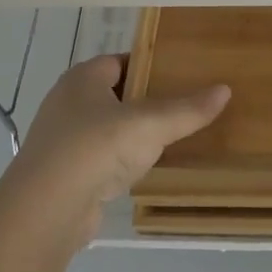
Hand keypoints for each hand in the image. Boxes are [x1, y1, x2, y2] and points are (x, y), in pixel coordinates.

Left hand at [0, 56, 229, 244]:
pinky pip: (102, 158)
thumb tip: (225, 89)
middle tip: (185, 102)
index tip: (182, 72)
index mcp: (82, 79)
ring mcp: (63, 140)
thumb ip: (188, 109)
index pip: (120, 61)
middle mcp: (68, 103)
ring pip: (108, 127)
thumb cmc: (96, 149)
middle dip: (146, 98)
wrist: (46, 210)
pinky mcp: (66, 173)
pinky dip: (123, 159)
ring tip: (173, 134)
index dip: (150, 64)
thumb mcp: (150, 124)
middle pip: (115, 93)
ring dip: (134, 132)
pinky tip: (147, 167)